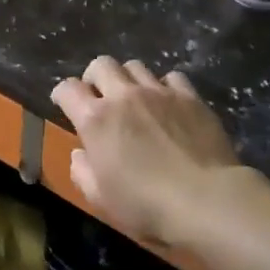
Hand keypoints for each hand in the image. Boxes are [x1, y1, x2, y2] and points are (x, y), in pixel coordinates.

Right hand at [51, 57, 269, 247]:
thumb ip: (82, 172)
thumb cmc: (147, 205)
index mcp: (95, 119)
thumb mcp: (101, 199)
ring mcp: (158, 92)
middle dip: (94, 77)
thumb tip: (80, 154)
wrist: (207, 200)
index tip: (64, 104)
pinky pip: (171, 77)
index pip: (67, 89)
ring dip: (128, 79)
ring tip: (134, 98)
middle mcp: (123, 96)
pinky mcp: (189, 97)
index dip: (62, 94)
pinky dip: (164, 86)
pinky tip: (168, 103)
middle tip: (99, 97)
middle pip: (101, 64)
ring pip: (135, 66)